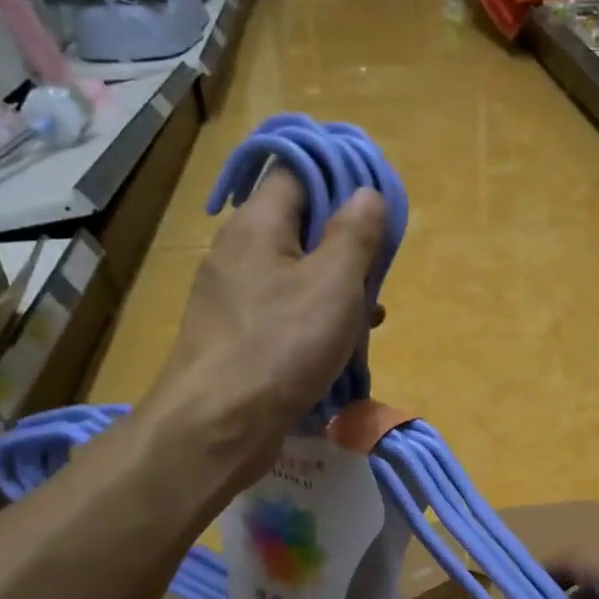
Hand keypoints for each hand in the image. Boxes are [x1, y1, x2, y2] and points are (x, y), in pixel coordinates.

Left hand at [149, 167, 385, 473]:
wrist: (220, 425)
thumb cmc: (283, 344)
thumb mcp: (335, 283)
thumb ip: (355, 234)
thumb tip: (366, 193)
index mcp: (256, 225)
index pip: (295, 173)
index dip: (338, 179)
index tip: (375, 205)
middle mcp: (237, 253)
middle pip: (298, 228)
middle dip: (344, 246)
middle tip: (378, 270)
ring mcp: (232, 299)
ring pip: (295, 276)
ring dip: (335, 291)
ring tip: (370, 316)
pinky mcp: (237, 339)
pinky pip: (283, 315)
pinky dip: (315, 323)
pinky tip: (341, 348)